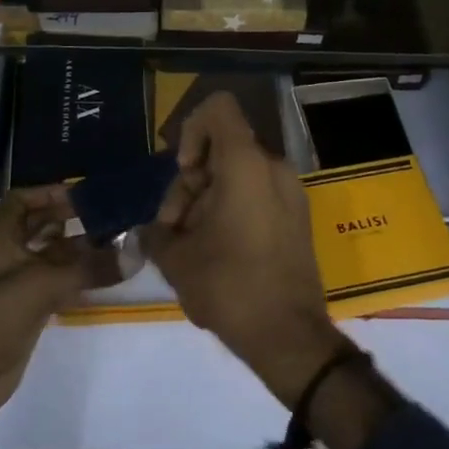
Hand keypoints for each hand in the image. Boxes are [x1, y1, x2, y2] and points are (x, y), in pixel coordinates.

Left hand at [0, 186, 93, 448]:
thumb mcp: (44, 283)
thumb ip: (90, 267)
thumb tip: (135, 254)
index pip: (23, 199)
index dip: (50, 193)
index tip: (84, 194)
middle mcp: (5, 251)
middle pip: (39, 225)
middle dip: (70, 220)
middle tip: (108, 216)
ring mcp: (14, 281)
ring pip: (49, 256)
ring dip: (77, 250)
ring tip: (114, 243)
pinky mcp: (25, 308)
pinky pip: (54, 282)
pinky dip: (75, 276)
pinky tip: (103, 275)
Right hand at [140, 91, 345, 407]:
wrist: (291, 339)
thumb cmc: (231, 287)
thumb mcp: (177, 260)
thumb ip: (156, 232)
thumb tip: (152, 229)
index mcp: (246, 164)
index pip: (218, 108)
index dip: (192, 129)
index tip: (185, 172)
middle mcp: (272, 166)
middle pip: (221, 148)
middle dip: (190, 183)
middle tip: (175, 228)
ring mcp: (290, 191)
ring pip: (236, 174)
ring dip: (207, 201)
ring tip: (191, 249)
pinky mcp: (296, 216)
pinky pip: (255, 193)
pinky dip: (231, 210)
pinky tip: (215, 253)